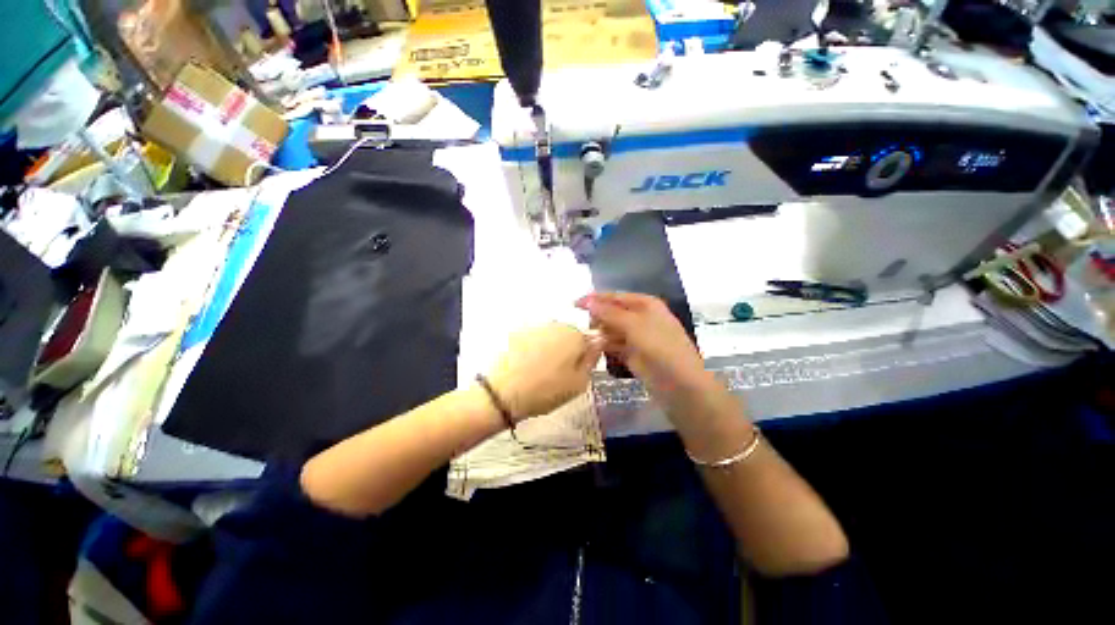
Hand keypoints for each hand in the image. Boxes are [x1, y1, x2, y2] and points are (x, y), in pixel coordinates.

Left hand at [486, 323, 601, 420]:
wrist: (502, 392)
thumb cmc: (546, 390)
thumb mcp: (579, 383)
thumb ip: (592, 359)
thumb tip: (599, 342)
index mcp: (575, 335)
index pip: (590, 340)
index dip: (585, 355)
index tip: (576, 371)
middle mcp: (556, 324)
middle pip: (569, 335)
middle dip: (567, 350)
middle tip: (559, 373)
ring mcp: (535, 326)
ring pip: (551, 337)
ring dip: (550, 349)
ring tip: (540, 370)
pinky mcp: (517, 332)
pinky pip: (534, 339)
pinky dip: (533, 349)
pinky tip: (526, 366)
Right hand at [576, 293, 713, 402]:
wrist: (681, 386)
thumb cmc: (661, 348)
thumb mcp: (635, 326)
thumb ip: (609, 313)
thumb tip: (587, 301)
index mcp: (645, 304)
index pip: (615, 297)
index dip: (595, 299)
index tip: (574, 305)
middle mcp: (641, 318)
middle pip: (613, 312)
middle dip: (597, 317)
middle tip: (581, 325)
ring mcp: (637, 337)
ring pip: (612, 329)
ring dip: (599, 333)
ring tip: (582, 338)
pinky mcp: (633, 354)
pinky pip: (614, 345)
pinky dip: (603, 346)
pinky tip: (591, 348)